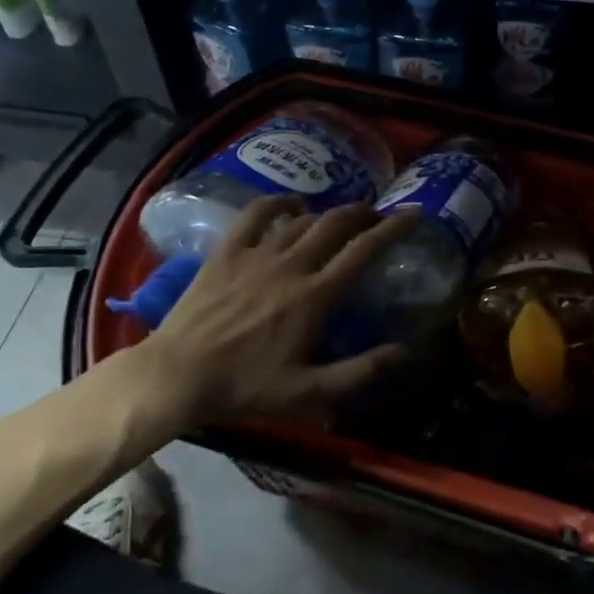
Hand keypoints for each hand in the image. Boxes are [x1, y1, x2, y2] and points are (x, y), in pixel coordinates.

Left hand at [135, 195, 418, 424]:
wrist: (179, 374)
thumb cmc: (246, 386)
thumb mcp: (309, 392)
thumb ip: (360, 372)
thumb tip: (404, 351)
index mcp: (316, 295)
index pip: (363, 250)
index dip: (393, 228)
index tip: (414, 214)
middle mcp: (292, 265)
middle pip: (336, 224)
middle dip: (363, 213)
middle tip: (377, 215)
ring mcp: (257, 254)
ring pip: (302, 219)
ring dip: (328, 213)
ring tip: (340, 216)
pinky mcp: (227, 251)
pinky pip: (256, 215)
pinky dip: (278, 202)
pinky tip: (291, 202)